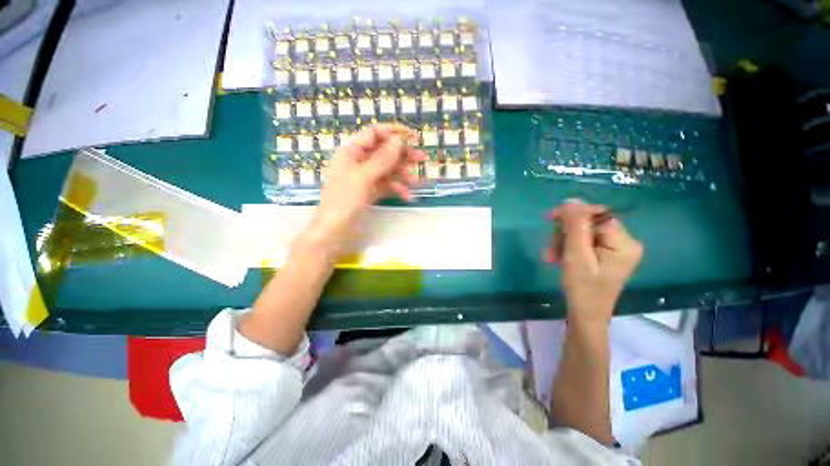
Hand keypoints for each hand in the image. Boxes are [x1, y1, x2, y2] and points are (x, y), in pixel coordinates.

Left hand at [303, 123, 425, 259]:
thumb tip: (398, 141)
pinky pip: (386, 185)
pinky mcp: (369, 192)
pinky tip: (407, 196)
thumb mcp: (363, 178)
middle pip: (384, 152)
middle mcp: (358, 162)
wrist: (334, 233)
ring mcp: (364, 178)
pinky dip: (396, 189)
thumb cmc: (344, 202)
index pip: (374, 134)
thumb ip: (382, 159)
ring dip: (402, 175)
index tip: (413, 136)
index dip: (393, 133)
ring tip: (415, 183)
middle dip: (402, 155)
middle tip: (422, 158)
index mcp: (351, 152)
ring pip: (387, 170)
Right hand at [546, 199, 642, 326]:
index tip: (551, 219)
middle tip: (550, 249)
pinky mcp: (606, 254)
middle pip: (589, 223)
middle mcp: (625, 242)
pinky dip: (568, 247)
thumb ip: (575, 226)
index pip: (597, 215)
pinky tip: (558, 257)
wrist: (585, 315)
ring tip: (552, 256)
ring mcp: (616, 249)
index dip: (573, 215)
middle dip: (566, 233)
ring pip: (583, 232)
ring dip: (563, 241)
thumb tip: (571, 201)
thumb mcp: (575, 256)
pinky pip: (584, 241)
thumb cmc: (582, 289)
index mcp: (624, 242)